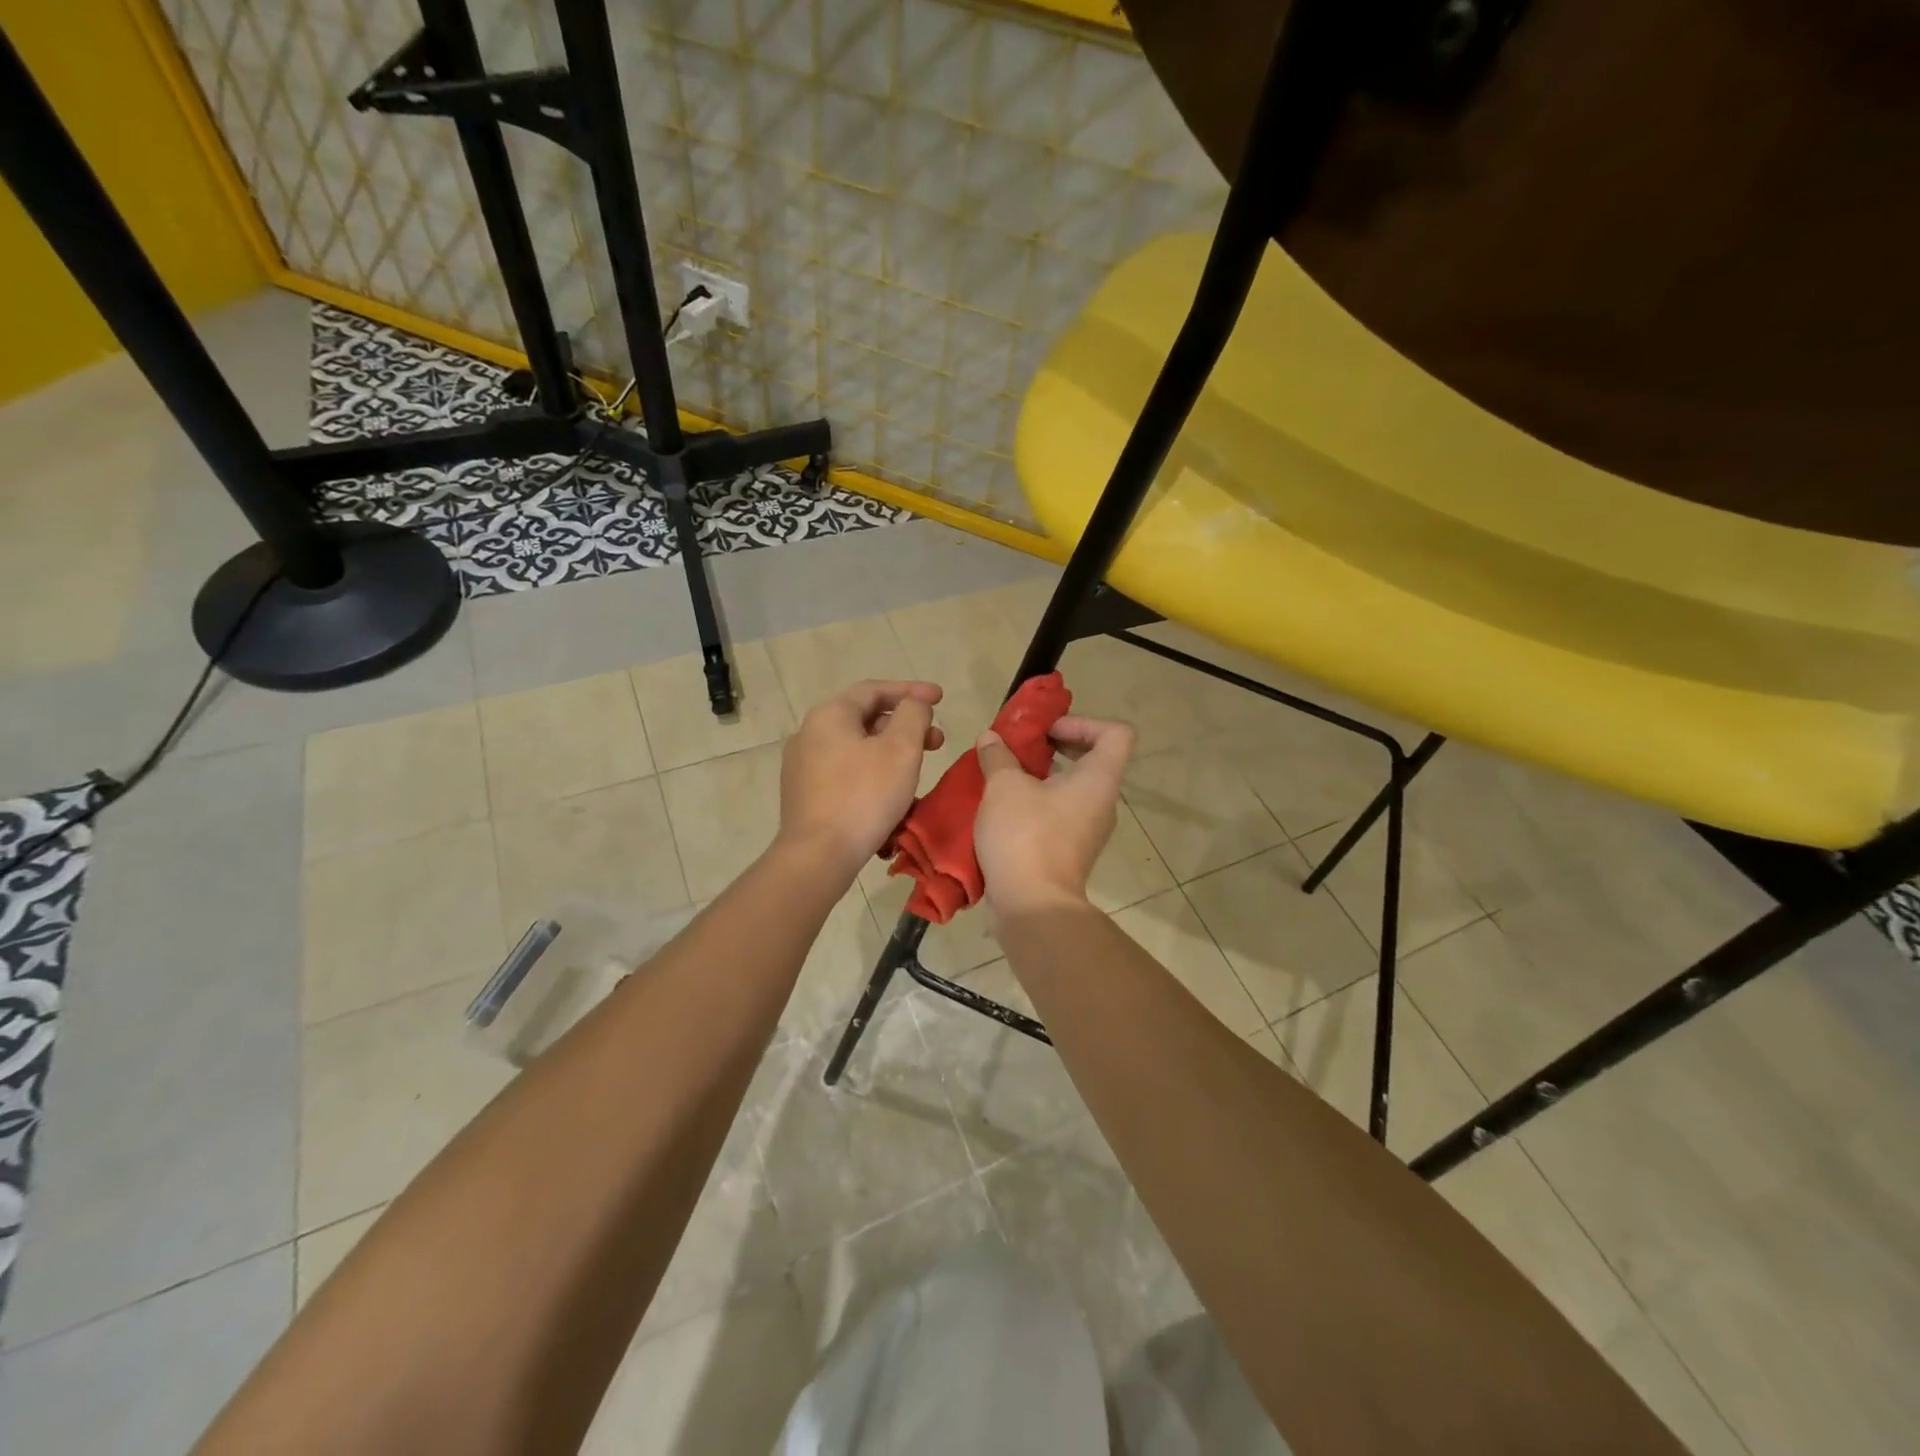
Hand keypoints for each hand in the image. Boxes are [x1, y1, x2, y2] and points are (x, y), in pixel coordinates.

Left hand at [777, 680, 944, 879]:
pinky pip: (846, 772)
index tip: (941, 698)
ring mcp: (803, 765)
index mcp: (830, 715)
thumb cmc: (864, 796)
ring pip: (857, 747)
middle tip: (936, 741)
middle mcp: (810, 733)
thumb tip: (914, 705)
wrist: (819, 855)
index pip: (875, 690)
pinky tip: (891, 794)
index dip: (912, 691)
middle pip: (865, 718)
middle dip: (905, 726)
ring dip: (891, 752)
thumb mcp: (901, 749)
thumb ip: (913, 715)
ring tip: (917, 771)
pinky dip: (873, 772)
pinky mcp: (805, 794)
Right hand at [975, 715, 1135, 915]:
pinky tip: (1003, 809)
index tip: (1048, 732)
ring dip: (1041, 777)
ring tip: (1005, 777)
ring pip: (1072, 789)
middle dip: (1055, 747)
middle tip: (1021, 748)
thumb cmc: (1025, 836)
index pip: (1116, 734)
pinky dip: (1036, 804)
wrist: (1031, 906)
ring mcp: (1088, 830)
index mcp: (1099, 780)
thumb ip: (998, 757)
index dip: (1083, 723)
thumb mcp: (1004, 787)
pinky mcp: (1070, 851)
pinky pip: (1059, 814)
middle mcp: (1102, 803)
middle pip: (1093, 759)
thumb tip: (991, 738)